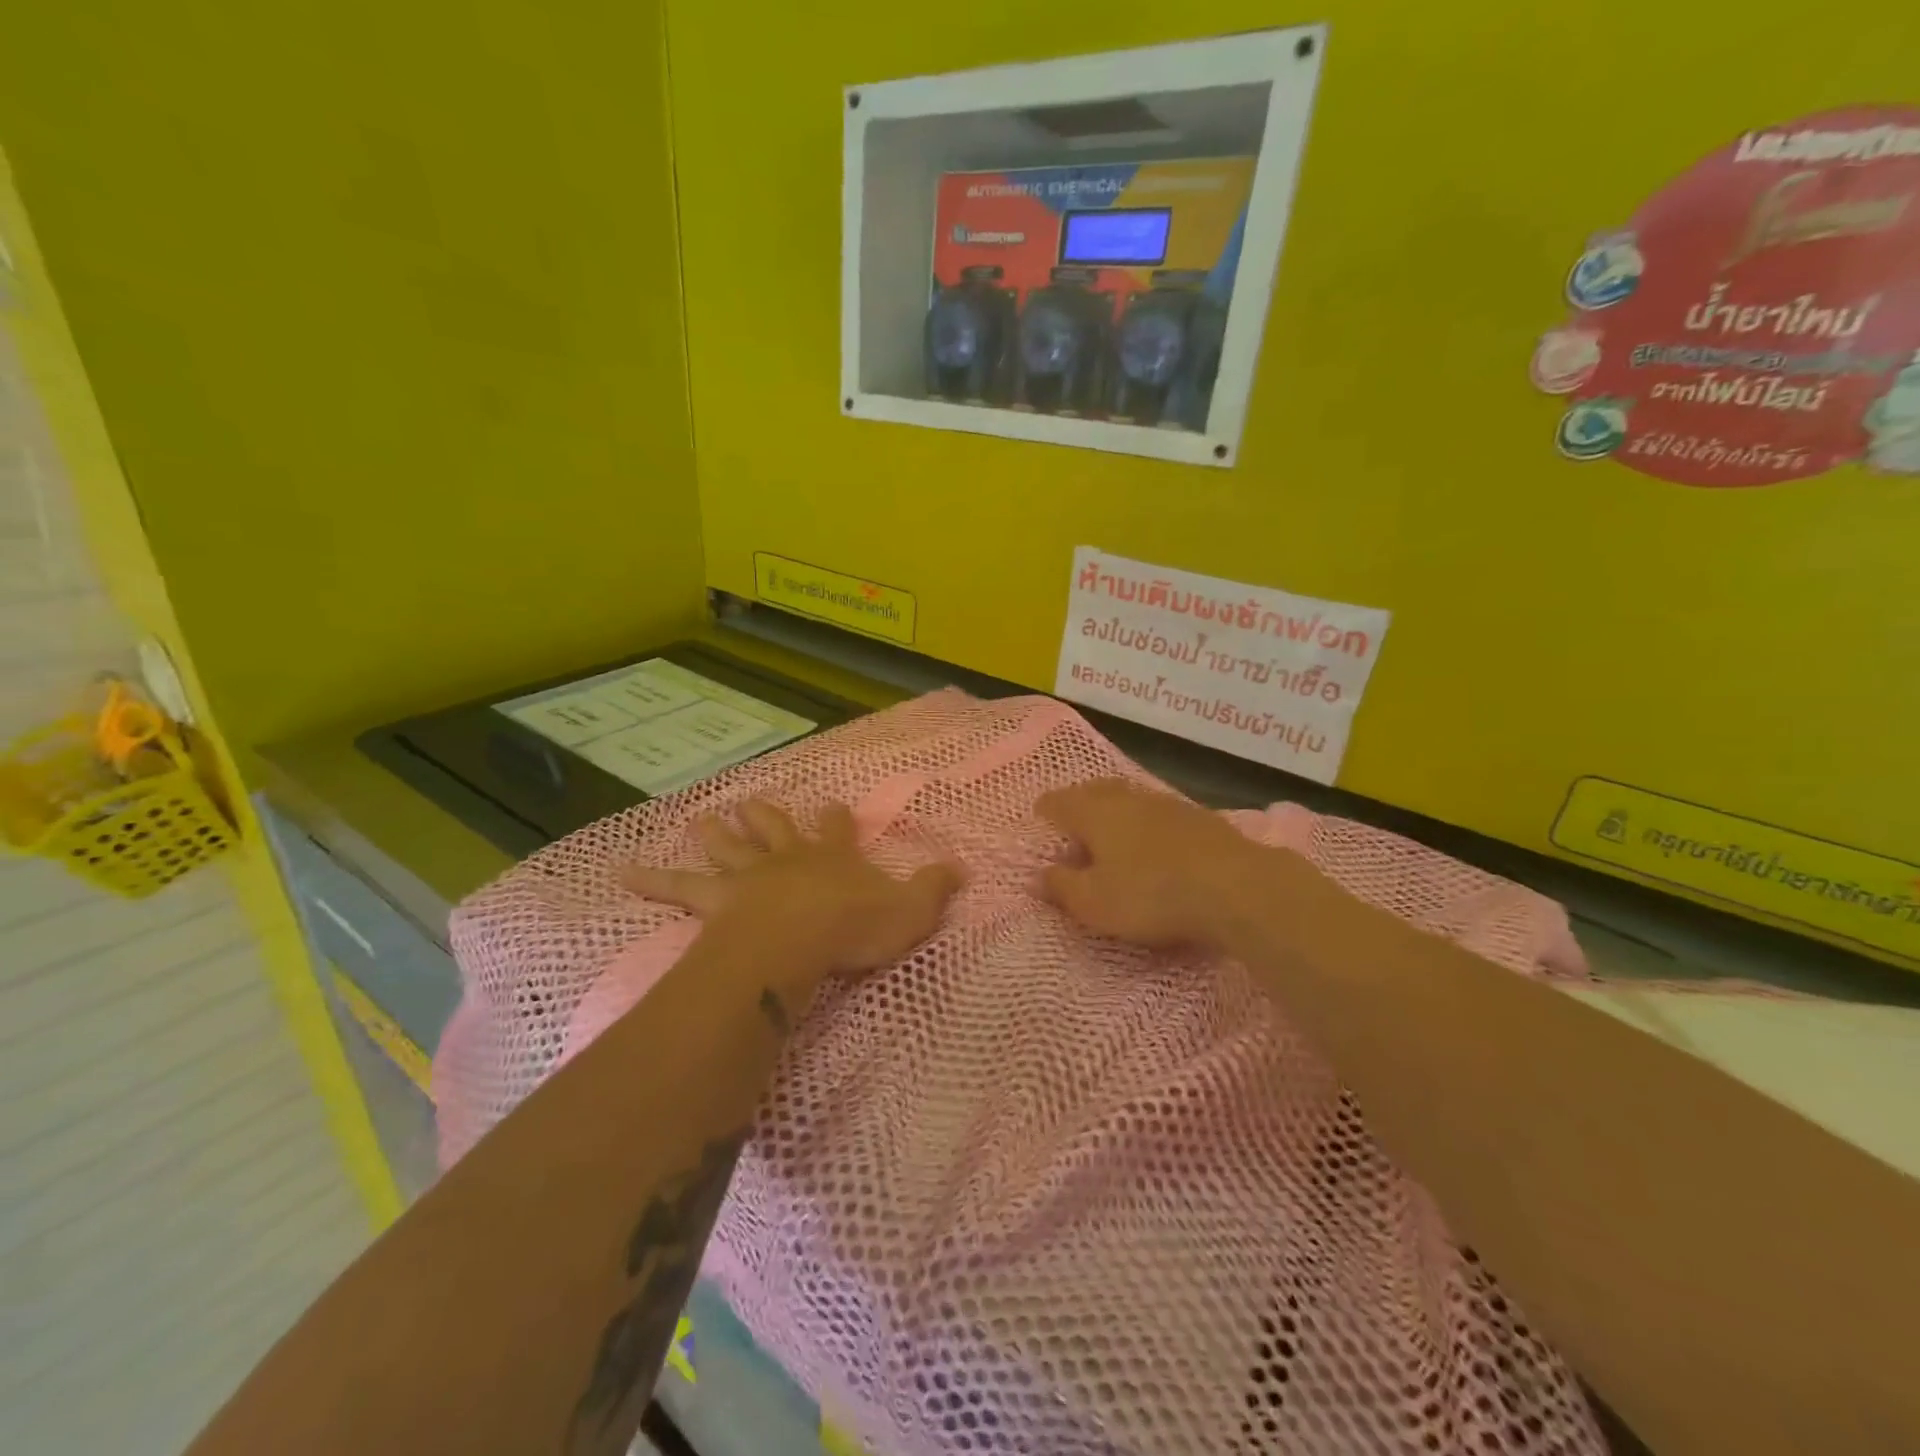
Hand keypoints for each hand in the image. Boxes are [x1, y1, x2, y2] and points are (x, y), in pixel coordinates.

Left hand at [620, 801, 961, 990]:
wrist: (800, 939)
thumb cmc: (855, 927)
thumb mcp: (910, 910)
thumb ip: (935, 888)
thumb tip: (962, 869)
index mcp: (833, 858)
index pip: (838, 831)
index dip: (836, 820)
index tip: (831, 806)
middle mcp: (789, 858)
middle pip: (776, 830)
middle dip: (766, 818)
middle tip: (752, 803)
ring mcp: (750, 876)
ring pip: (729, 848)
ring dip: (716, 833)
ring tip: (700, 820)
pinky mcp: (717, 900)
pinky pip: (678, 888)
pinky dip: (649, 879)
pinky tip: (619, 871)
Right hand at [1038, 779, 1270, 950]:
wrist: (1235, 887)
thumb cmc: (1150, 895)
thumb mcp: (1094, 903)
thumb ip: (1062, 887)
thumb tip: (1038, 875)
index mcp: (1094, 813)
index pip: (1060, 802)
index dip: (1046, 809)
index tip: (1039, 816)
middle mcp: (1128, 798)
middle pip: (1095, 791)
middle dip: (1080, 802)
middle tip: (1073, 820)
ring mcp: (1167, 804)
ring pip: (1130, 799)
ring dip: (1116, 811)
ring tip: (1111, 831)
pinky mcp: (1200, 818)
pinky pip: (1159, 813)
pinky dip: (1147, 823)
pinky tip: (1154, 841)